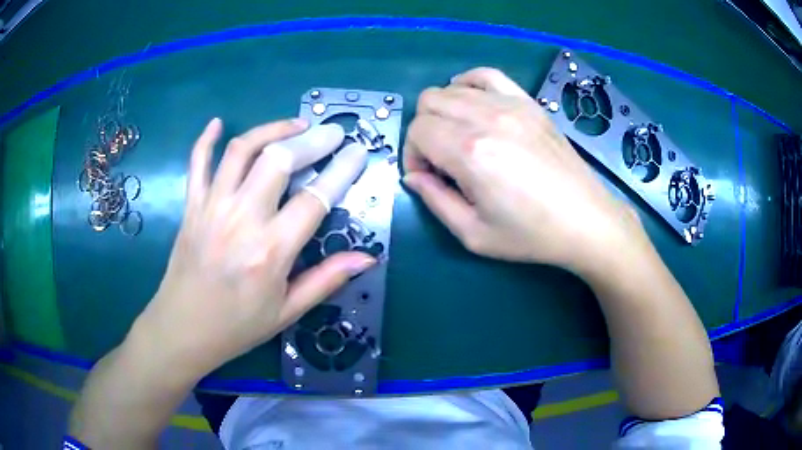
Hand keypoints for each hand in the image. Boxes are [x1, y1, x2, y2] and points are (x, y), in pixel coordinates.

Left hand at [132, 118, 374, 378]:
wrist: (183, 329)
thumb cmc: (237, 326)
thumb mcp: (287, 312)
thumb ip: (327, 280)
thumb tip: (367, 258)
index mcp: (271, 251)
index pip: (315, 198)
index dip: (342, 170)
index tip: (358, 151)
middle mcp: (241, 219)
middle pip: (279, 160)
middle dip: (312, 140)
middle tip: (332, 132)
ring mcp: (212, 207)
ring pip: (242, 150)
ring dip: (272, 130)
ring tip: (295, 124)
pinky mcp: (191, 206)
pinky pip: (197, 163)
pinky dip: (206, 139)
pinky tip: (218, 123)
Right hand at [403, 68, 639, 271]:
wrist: (586, 221)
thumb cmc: (531, 235)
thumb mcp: (473, 234)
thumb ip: (434, 201)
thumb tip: (413, 176)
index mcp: (470, 152)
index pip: (417, 131)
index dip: (412, 155)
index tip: (428, 177)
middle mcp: (486, 117)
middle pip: (429, 102)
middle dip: (423, 131)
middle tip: (441, 161)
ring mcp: (510, 104)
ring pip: (451, 87)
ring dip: (443, 111)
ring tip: (458, 138)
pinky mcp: (528, 102)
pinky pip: (486, 75)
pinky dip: (468, 84)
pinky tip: (472, 105)